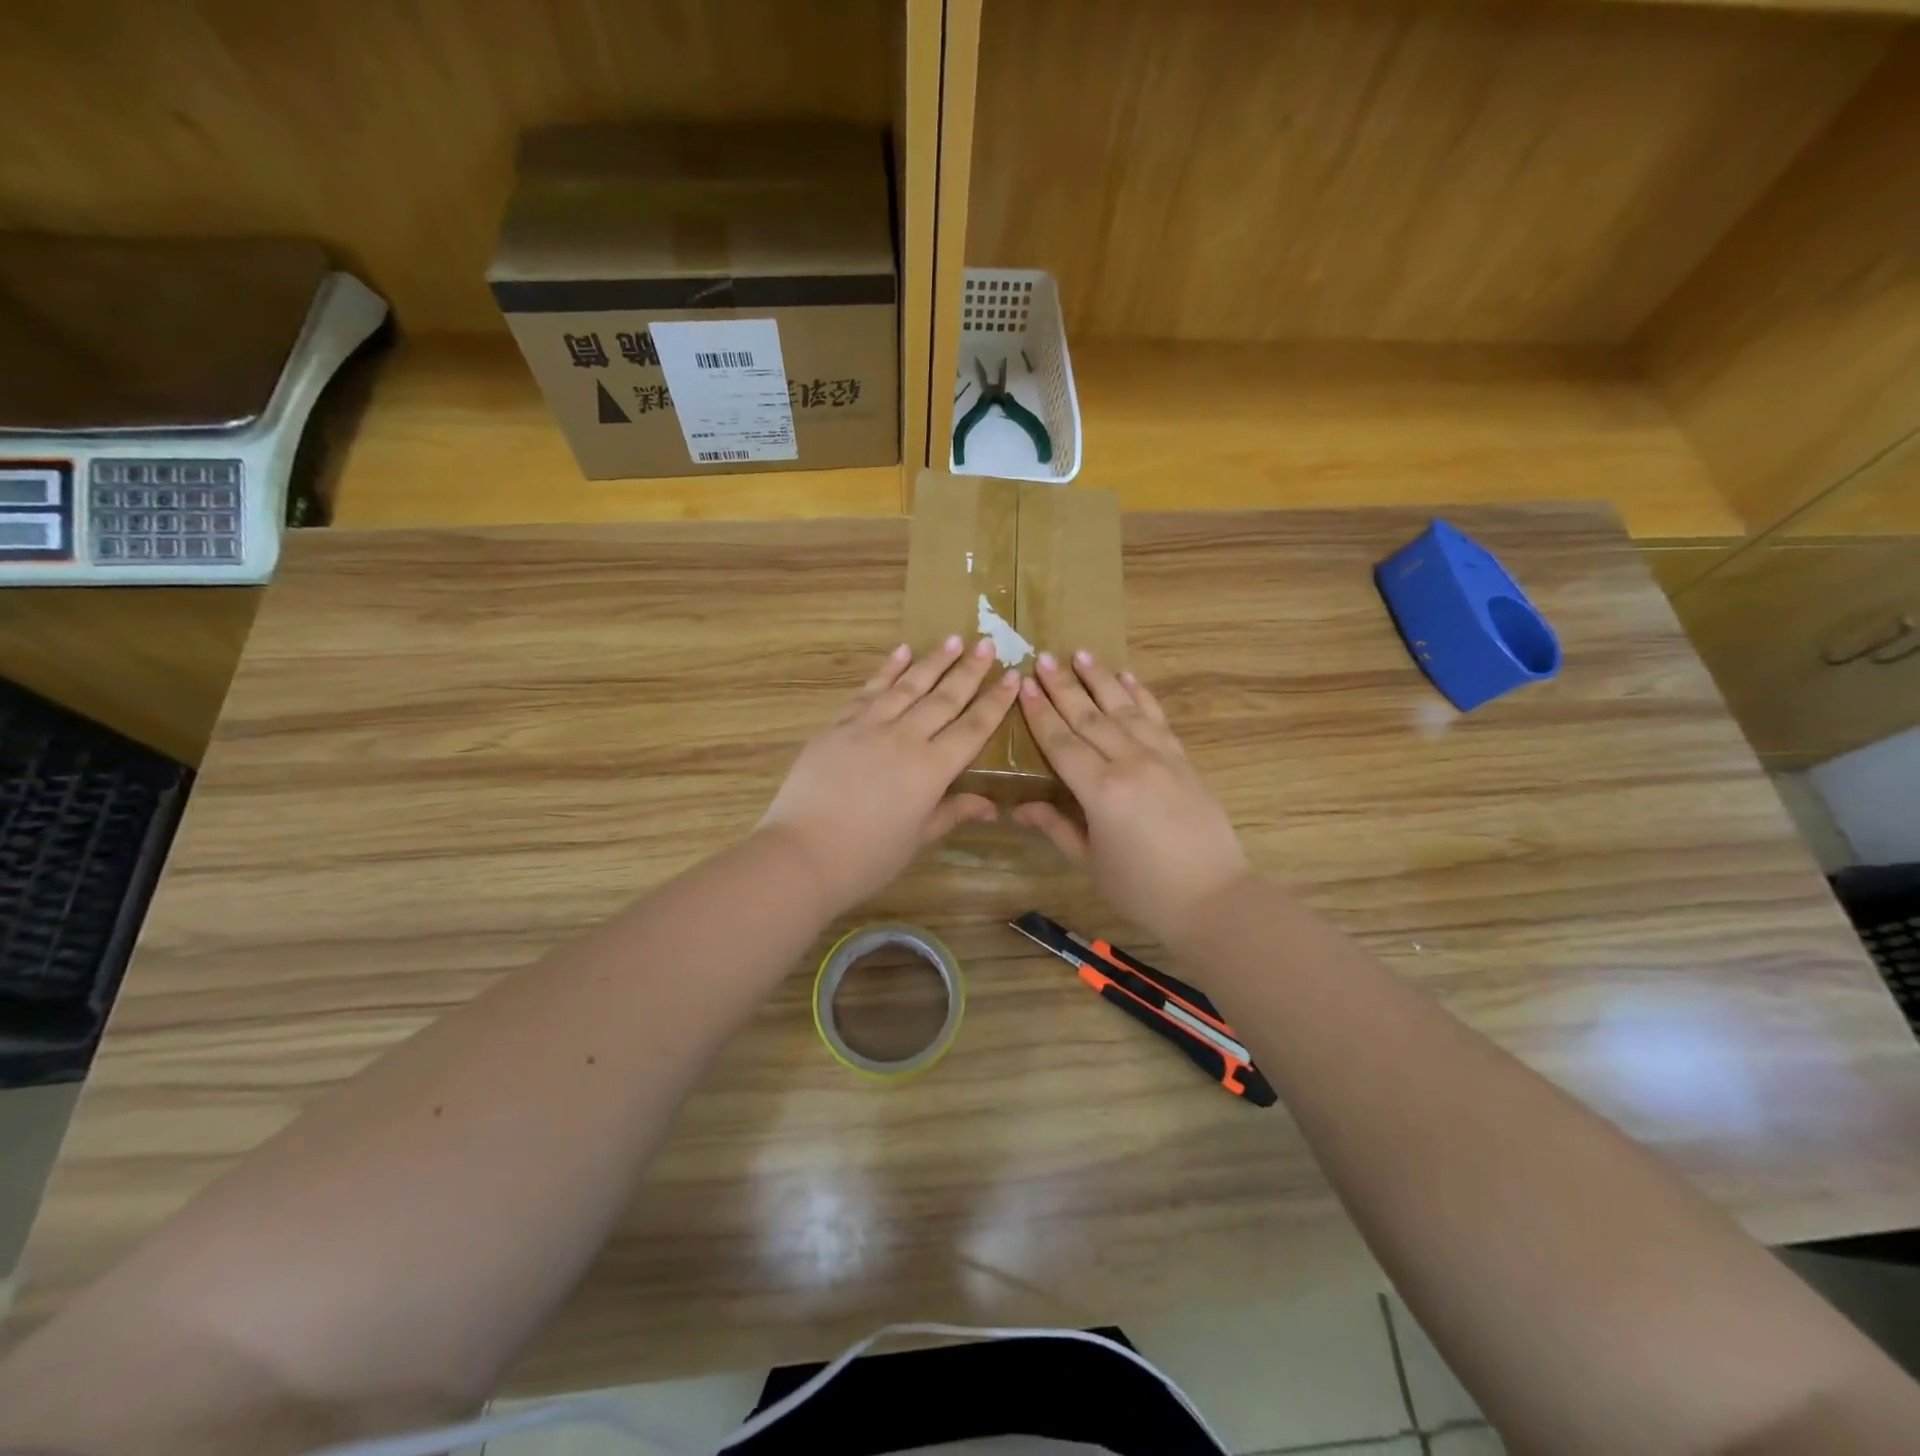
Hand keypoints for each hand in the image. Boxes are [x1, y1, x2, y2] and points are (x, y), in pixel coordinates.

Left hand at [759, 636, 1019, 913]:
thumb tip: (993, 806)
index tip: (1013, 677)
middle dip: (970, 671)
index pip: (973, 729)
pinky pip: (869, 690)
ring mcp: (869, 726)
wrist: (802, 853)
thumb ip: (953, 812)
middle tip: (988, 643)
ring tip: (954, 639)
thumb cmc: (868, 857)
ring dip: (933, 660)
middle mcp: (905, 738)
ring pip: (909, 686)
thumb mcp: (918, 838)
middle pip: (944, 698)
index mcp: (932, 769)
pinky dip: (887, 670)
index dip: (995, 703)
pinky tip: (901, 651)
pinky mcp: (839, 725)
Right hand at [1015, 651, 1248, 944]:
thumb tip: (1019, 807)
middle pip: (1089, 717)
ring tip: (1080, 654)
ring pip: (1123, 709)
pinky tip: (1127, 677)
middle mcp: (1130, 763)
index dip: (1040, 713)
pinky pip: (1157, 719)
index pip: (1061, 742)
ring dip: (1100, 680)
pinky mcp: (1183, 760)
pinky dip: (1140, 695)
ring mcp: (1161, 757)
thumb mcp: (1091, 861)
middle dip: (1063, 686)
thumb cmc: (1141, 888)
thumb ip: (1056, 827)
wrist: (1211, 897)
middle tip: (1043, 658)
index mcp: (1101, 791)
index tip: (1023, 683)